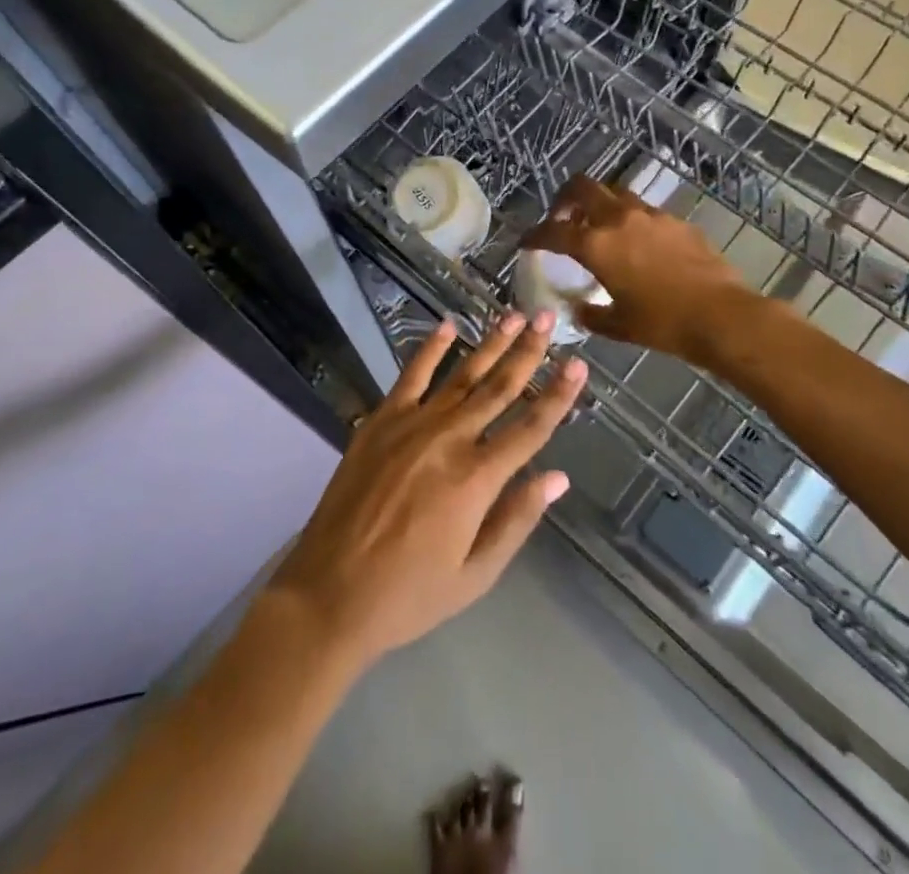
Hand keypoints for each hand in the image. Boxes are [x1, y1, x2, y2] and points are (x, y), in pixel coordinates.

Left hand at [267, 313, 585, 669]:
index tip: (579, 364)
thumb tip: (558, 477)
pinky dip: (430, 349)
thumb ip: (517, 520)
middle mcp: (450, 440)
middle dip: (528, 351)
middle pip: (499, 388)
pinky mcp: (380, 421)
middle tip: (547, 317)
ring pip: (462, 375)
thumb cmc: (409, 593)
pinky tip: (448, 326)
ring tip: (513, 315)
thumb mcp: (476, 574)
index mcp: (477, 479)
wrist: (330, 591)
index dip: (558, 396)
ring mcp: (412, 425)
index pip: (530, 428)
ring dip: (490, 343)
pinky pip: (411, 376)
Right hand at [522, 176, 754, 361]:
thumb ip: (592, 314)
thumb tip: (579, 309)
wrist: (721, 316)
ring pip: (615, 192)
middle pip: (582, 187)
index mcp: (596, 245)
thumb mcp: (619, 325)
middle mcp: (619, 220)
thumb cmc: (663, 324)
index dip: (534, 235)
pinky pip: (644, 210)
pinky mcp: (677, 221)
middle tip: (562, 217)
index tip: (527, 242)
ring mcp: (651, 215)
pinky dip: (631, 219)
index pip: (553, 232)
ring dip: (600, 204)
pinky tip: (639, 243)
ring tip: (600, 227)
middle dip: (564, 198)